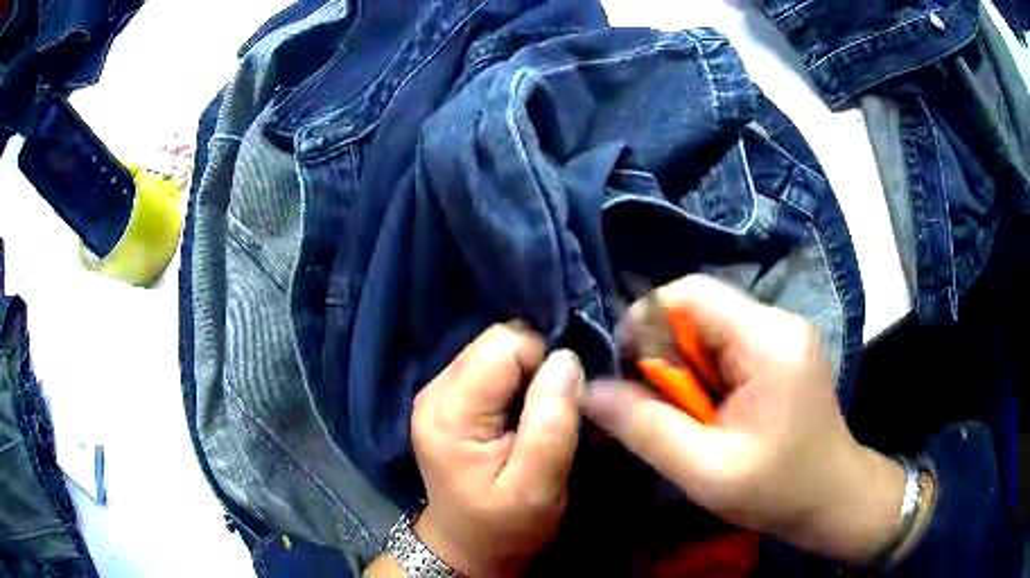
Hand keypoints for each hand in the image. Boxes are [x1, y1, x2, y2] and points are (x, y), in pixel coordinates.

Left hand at [409, 323, 582, 576]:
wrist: (467, 543)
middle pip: (496, 341)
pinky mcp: (446, 399)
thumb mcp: (538, 485)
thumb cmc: (504, 524)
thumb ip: (551, 422)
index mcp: (450, 412)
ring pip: (495, 350)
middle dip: (533, 369)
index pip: (505, 344)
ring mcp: (436, 392)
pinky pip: (489, 366)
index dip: (542, 367)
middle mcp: (434, 391)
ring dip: (524, 377)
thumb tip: (566, 358)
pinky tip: (516, 417)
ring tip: (530, 420)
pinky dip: (513, 384)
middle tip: (544, 416)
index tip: (556, 408)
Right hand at [580, 275, 913, 563]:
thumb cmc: (778, 491)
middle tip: (651, 405)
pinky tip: (707, 410)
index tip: (625, 373)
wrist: (833, 498)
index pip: (690, 294)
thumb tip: (589, 391)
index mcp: (769, 341)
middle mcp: (779, 321)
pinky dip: (703, 372)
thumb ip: (646, 429)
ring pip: (710, 326)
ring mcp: (784, 333)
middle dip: (664, 352)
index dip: (645, 323)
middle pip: (699, 308)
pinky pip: (727, 343)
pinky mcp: (782, 350)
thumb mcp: (706, 471)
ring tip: (682, 414)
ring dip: (683, 366)